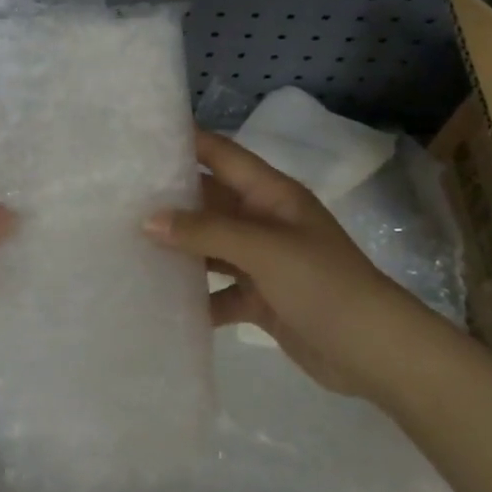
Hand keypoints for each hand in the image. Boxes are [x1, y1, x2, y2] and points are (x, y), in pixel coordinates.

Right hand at [144, 130, 428, 396]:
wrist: (374, 352)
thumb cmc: (323, 284)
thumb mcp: (264, 249)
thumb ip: (206, 231)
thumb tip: (148, 219)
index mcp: (271, 195)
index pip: (222, 156)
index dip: (186, 143)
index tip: (140, 139)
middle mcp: (264, 221)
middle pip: (210, 202)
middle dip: (170, 200)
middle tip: (117, 198)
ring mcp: (263, 261)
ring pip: (211, 247)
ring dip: (179, 249)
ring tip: (126, 245)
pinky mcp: (261, 298)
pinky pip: (220, 290)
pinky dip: (196, 296)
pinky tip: (160, 301)